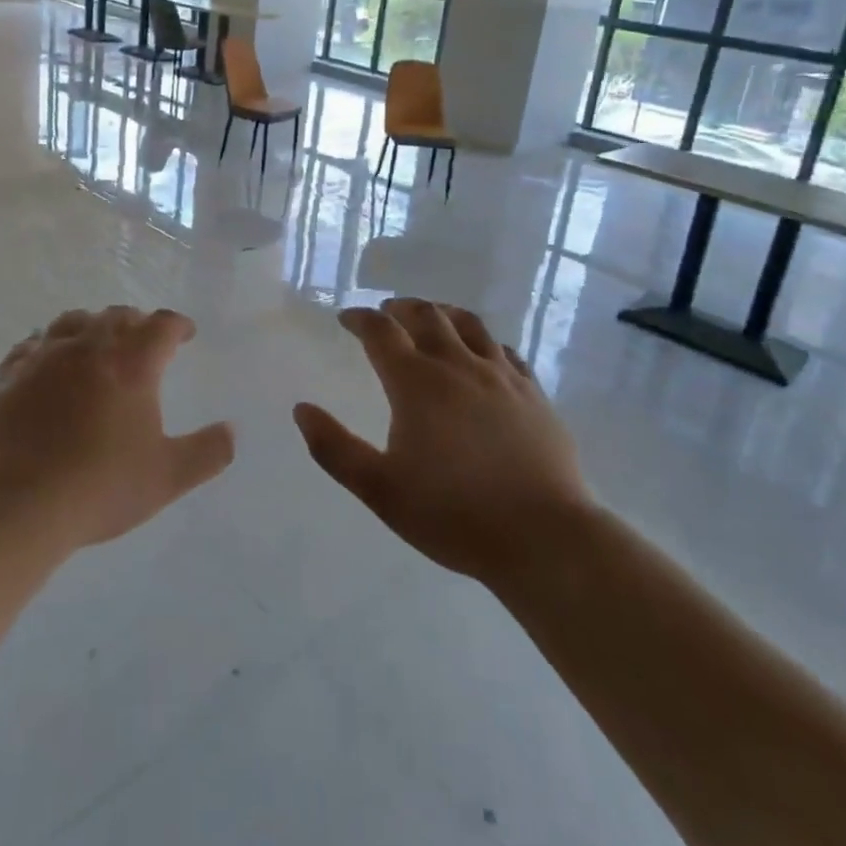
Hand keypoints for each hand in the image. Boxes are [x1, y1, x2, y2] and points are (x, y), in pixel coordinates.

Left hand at [0, 306, 233, 550]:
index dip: (178, 325)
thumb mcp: (167, 477)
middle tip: (144, 339)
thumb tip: (231, 431)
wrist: (17, 504)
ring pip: (73, 321)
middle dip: (136, 322)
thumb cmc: (100, 486)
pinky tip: (47, 360)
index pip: (162, 325)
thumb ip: (207, 452)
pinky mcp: (10, 375)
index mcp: (132, 363)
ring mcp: (45, 357)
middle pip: (117, 316)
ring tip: (97, 343)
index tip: (185, 334)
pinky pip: (32, 345)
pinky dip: (48, 345)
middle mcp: (89, 347)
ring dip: (92, 326)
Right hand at [294, 299, 591, 581]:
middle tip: (387, 312)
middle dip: (401, 308)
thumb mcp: (380, 490)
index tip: (347, 318)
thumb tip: (302, 409)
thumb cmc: (453, 515)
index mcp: (416, 383)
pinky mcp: (533, 393)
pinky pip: (505, 351)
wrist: (544, 537)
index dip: (360, 319)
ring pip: (469, 324)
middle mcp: (458, 366)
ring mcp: (501, 376)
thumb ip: (335, 449)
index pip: (381, 332)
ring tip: (432, 317)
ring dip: (443, 313)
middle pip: (427, 315)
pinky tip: (483, 354)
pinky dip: (484, 342)